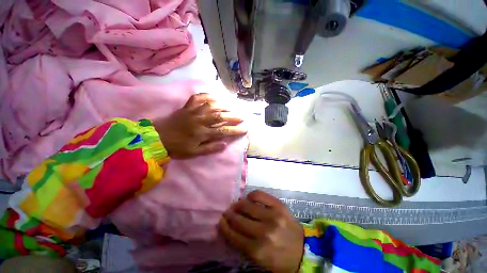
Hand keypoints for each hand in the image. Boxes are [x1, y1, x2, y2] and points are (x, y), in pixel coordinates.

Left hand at [152, 93, 246, 158]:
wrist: (156, 138)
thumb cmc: (176, 147)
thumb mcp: (194, 153)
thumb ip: (210, 148)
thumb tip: (225, 144)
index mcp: (202, 133)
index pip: (223, 131)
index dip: (235, 130)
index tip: (245, 129)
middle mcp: (200, 120)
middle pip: (220, 116)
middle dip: (233, 117)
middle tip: (241, 117)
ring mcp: (193, 112)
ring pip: (212, 106)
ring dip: (223, 106)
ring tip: (231, 108)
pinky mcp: (186, 107)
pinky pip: (197, 98)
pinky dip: (206, 95)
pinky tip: (213, 97)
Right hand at [220, 191, 303, 272]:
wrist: (303, 250)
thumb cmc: (279, 258)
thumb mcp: (259, 260)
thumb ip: (243, 246)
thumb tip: (229, 229)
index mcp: (258, 250)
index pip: (234, 236)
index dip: (224, 227)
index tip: (221, 222)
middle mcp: (264, 232)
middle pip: (239, 219)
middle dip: (229, 215)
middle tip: (227, 212)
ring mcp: (272, 216)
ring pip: (247, 205)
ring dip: (238, 204)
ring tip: (236, 205)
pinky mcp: (279, 205)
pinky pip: (259, 195)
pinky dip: (251, 196)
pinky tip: (249, 199)